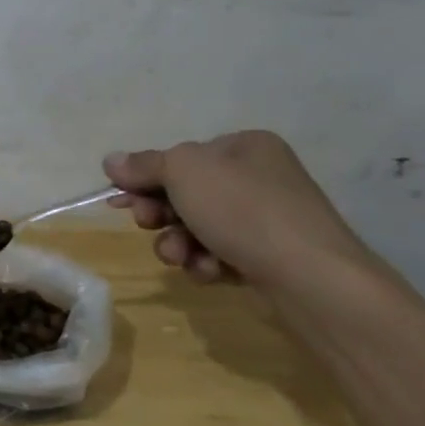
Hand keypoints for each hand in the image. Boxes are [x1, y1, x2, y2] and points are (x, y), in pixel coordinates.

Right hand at [103, 131, 384, 292]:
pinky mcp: (272, 259)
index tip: (120, 201)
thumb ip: (144, 165)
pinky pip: (223, 255)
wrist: (312, 279)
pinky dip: (209, 264)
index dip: (145, 179)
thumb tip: (112, 160)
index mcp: (244, 146)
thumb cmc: (243, 209)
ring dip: (179, 243)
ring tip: (181, 257)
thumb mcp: (183, 172)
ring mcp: (269, 220)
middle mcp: (259, 177)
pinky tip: (213, 273)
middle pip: (187, 194)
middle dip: (162, 215)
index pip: (181, 158)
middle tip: (148, 226)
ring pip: (200, 229)